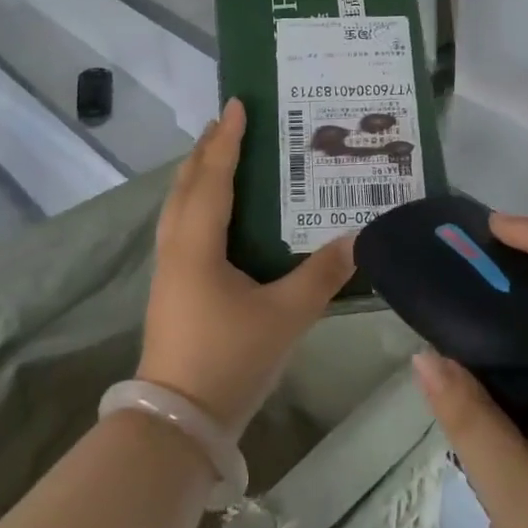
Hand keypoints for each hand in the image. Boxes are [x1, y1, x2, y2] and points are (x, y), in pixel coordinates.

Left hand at [137, 99, 354, 434]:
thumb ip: (322, 275)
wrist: (175, 424)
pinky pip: (180, 225)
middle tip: (228, 122)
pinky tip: (214, 213)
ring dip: (197, 174)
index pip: (214, 176)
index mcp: (199, 243)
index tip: (237, 103)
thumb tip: (359, 238)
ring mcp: (168, 269)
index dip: (226, 139)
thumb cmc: (229, 360)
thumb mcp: (285, 316)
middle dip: (207, 149)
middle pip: (187, 184)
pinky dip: (195, 201)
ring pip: (178, 205)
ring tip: (218, 155)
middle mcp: (177, 246)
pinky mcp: (170, 288)